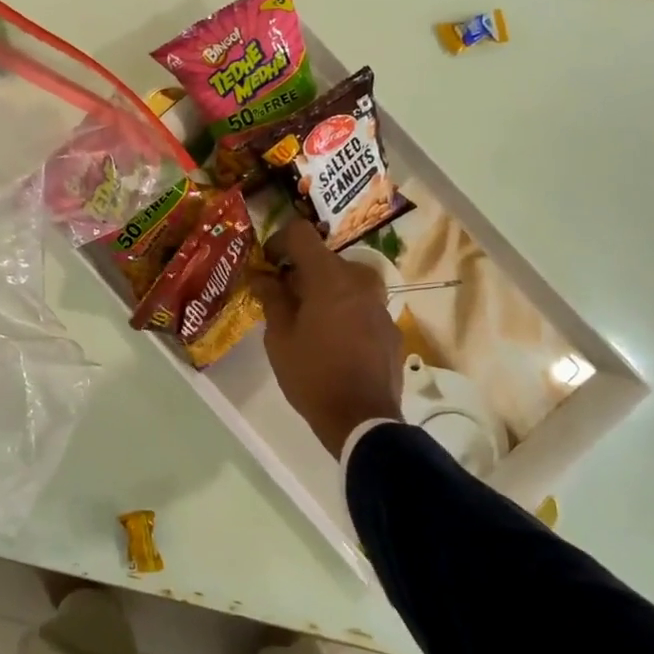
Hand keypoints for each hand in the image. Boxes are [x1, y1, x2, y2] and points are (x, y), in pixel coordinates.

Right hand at [250, 218, 404, 457]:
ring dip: (324, 291)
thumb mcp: (279, 338)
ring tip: (307, 320)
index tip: (267, 264)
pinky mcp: (391, 327)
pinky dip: (343, 310)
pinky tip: (332, 341)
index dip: (278, 241)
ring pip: (345, 282)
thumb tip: (262, 276)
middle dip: (300, 272)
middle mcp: (359, 281)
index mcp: (329, 277)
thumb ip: (271, 299)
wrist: (362, 420)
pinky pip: (361, 305)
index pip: (301, 233)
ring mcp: (380, 304)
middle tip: (282, 298)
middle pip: (324, 259)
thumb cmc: (312, 375)